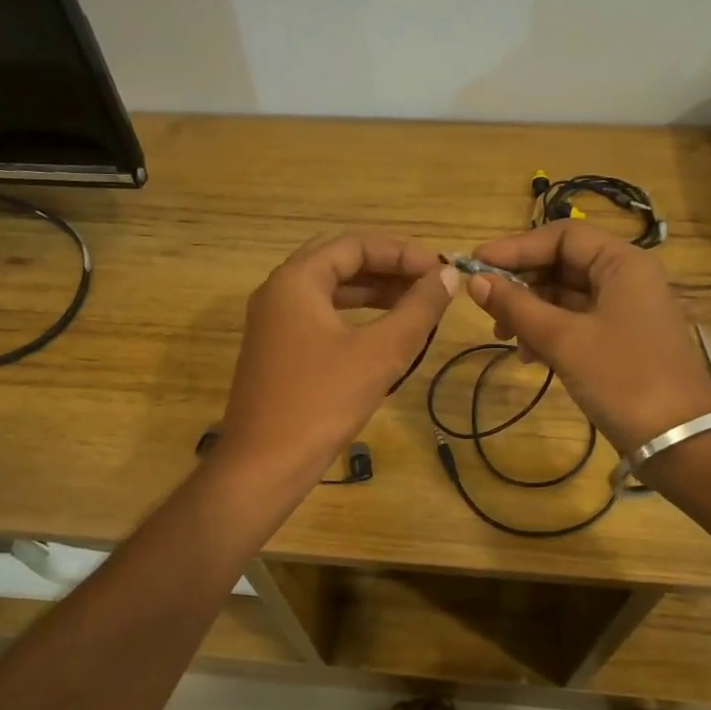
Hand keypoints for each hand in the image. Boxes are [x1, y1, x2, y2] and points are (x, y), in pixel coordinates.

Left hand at [217, 232, 458, 491]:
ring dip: (372, 292)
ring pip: (329, 290)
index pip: (354, 245)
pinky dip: (354, 315)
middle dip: (387, 268)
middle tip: (429, 283)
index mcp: (296, 280)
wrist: (264, 464)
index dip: (402, 252)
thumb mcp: (380, 353)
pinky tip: (383, 332)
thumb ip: (417, 309)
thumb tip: (447, 276)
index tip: (440, 271)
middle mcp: (278, 291)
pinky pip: (320, 316)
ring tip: (416, 304)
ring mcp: (273, 321)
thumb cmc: (322, 402)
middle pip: (339, 261)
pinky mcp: (276, 349)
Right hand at [466, 223, 710, 453]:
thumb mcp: (564, 340)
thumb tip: (475, 282)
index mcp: (623, 264)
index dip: (516, 247)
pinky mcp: (621, 341)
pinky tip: (530, 357)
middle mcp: (627, 279)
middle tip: (487, 308)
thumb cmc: (623, 379)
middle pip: (563, 264)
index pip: (562, 237)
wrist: (680, 440)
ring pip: (566, 296)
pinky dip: (549, 333)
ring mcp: (625, 311)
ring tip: (506, 338)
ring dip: (531, 312)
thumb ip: (517, 306)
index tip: (476, 266)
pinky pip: (576, 322)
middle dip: (522, 284)